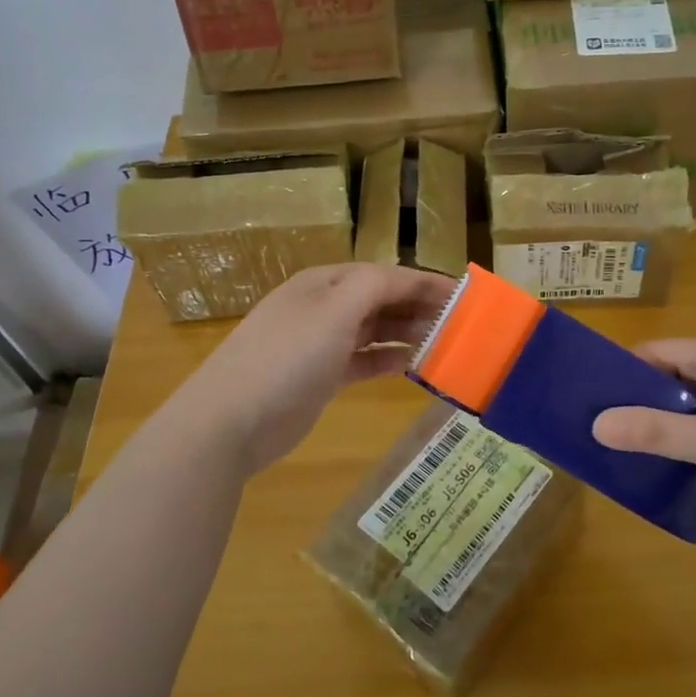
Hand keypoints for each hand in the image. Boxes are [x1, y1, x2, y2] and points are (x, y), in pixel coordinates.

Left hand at [169, 263, 454, 476]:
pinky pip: (364, 360)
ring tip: (446, 344)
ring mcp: (320, 343)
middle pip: (381, 300)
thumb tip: (407, 278)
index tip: (465, 296)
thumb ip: (374, 287)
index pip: (385, 275)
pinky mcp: (321, 376)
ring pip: (375, 330)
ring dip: (408, 333)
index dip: (425, 282)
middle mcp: (324, 307)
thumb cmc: (286, 357)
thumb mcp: (333, 312)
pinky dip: (389, 360)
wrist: (230, 420)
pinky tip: (414, 366)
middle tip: (463, 324)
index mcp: (325, 283)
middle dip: (420, 308)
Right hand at [591, 336, 695, 524]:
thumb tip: (595, 426)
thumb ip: (654, 433)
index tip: (590, 404)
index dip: (618, 376)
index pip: (650, 353)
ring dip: (663, 419)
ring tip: (630, 447)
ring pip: (688, 397)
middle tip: (604, 432)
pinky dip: (689, 430)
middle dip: (637, 401)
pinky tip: (674, 458)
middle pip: (667, 373)